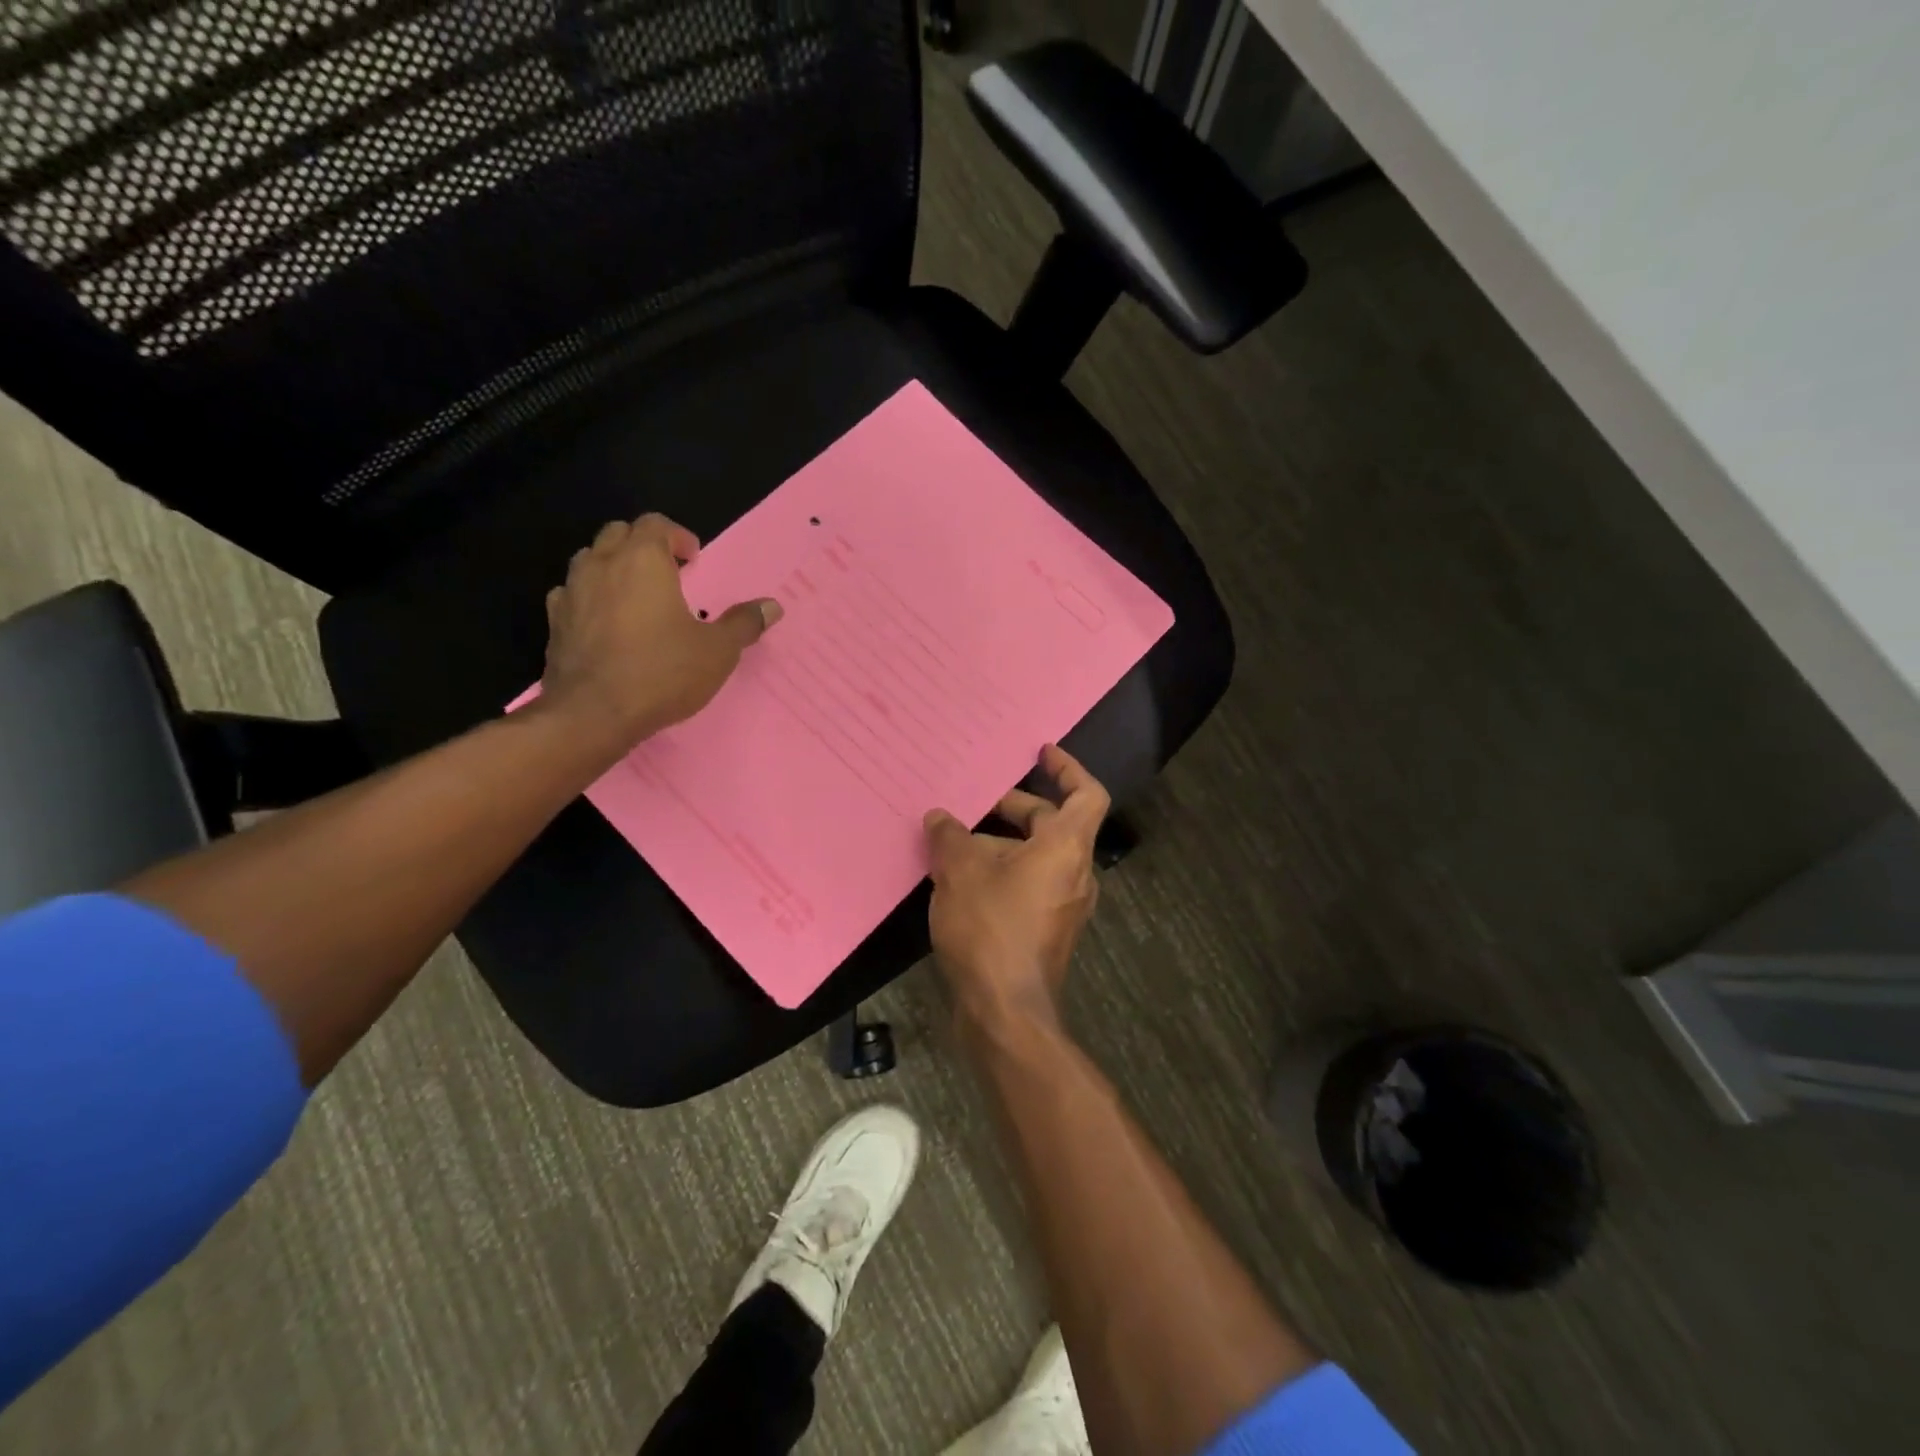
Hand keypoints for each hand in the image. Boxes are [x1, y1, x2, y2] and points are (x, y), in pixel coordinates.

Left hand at [540, 514, 780, 751]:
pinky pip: (572, 595)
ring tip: (636, 596)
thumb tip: (772, 606)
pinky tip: (606, 623)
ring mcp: (571, 592)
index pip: (655, 524)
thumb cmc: (663, 672)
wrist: (594, 714)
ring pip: (590, 560)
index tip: (693, 560)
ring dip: (613, 567)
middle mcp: (602, 565)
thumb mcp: (717, 651)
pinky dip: (590, 598)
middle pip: (618, 534)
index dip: (677, 537)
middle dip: (644, 545)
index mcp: (642, 560)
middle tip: (668, 573)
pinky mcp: (554, 623)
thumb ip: (743, 624)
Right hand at [924, 744, 1109, 1030]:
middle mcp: (1075, 873)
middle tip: (976, 802)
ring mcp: (1063, 905)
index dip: (1068, 769)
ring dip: (1001, 844)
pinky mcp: (1046, 931)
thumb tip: (940, 817)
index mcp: (1066, 848)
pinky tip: (959, 881)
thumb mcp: (960, 872)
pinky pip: (1029, 885)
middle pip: (1054, 825)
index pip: (1086, 795)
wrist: (1005, 1011)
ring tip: (954, 843)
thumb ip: (950, 837)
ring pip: (1036, 858)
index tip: (1043, 753)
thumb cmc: (990, 928)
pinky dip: (1001, 873)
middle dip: (1016, 809)